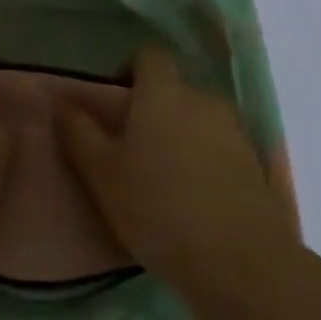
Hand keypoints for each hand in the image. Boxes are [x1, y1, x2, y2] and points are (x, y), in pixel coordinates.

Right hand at [58, 47, 293, 295]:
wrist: (241, 263)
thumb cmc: (158, 207)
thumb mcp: (102, 173)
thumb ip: (79, 131)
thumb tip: (63, 101)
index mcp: (162, 92)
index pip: (148, 56)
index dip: (130, 71)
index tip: (115, 103)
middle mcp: (202, 99)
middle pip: (175, 90)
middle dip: (156, 110)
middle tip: (134, 149)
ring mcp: (236, 133)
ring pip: (201, 122)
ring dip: (184, 138)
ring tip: (166, 179)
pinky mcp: (258, 168)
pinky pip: (224, 152)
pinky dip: (209, 165)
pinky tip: (197, 203)